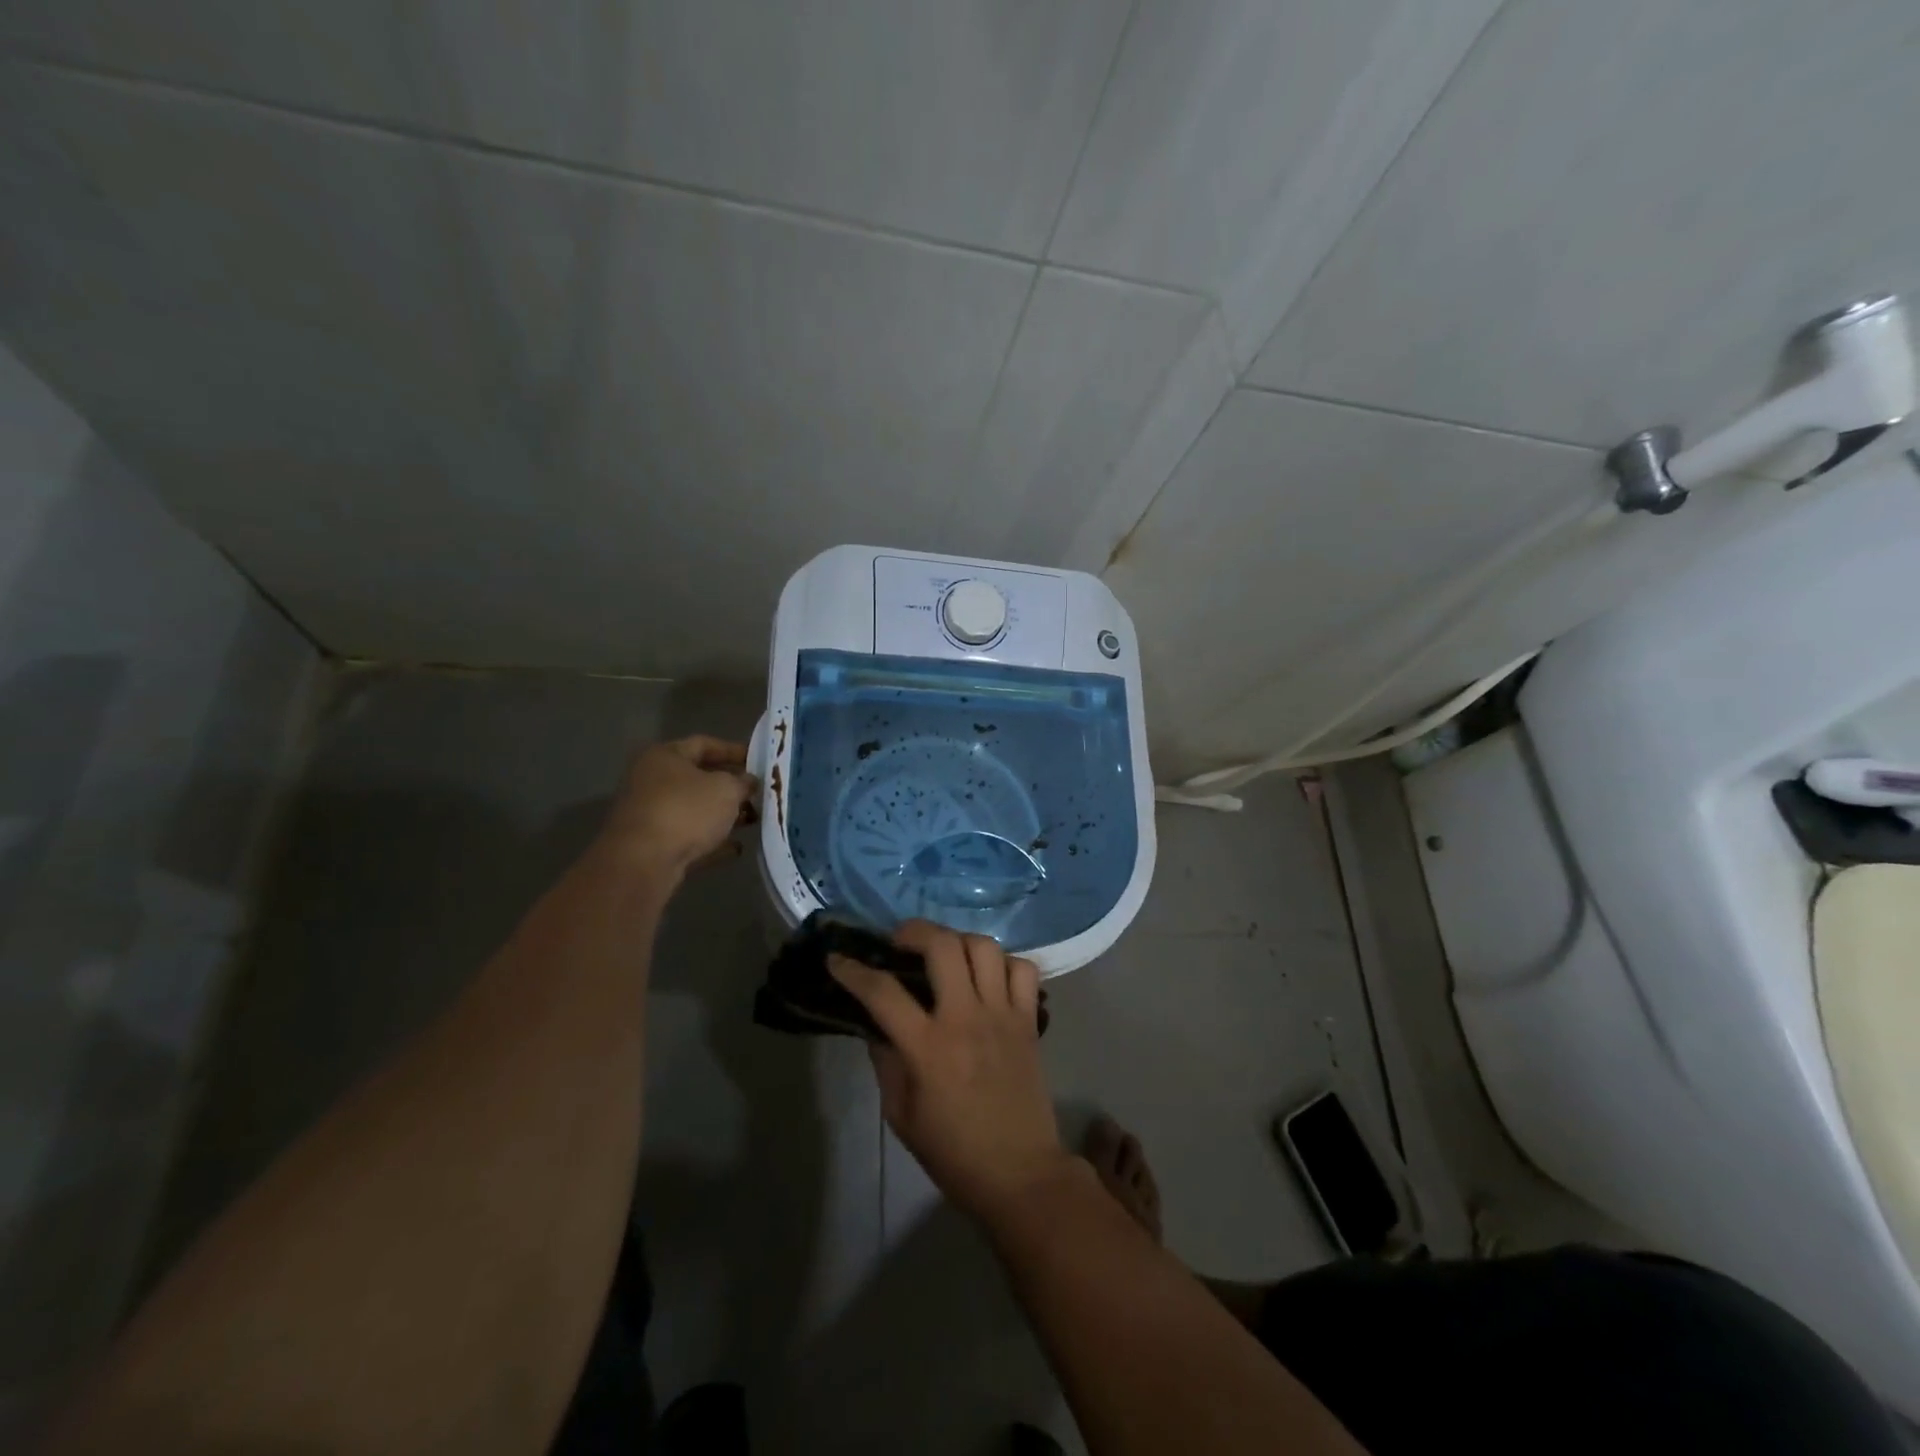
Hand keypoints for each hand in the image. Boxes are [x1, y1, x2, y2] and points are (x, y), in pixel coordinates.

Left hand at [599, 736, 754, 877]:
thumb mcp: (726, 789)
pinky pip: (688, 837)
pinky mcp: (651, 846)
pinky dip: (711, 840)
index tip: (758, 760)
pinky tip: (736, 848)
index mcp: (664, 756)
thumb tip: (748, 781)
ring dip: (723, 815)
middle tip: (758, 793)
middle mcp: (651, 781)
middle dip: (731, 786)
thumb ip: (742, 782)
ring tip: (753, 820)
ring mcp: (649, 815)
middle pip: (698, 778)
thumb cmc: (686, 811)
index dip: (733, 750)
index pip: (704, 744)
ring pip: (694, 810)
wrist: (643, 862)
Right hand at [830, 921, 1072, 1224]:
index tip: (837, 958)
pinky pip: (1023, 969)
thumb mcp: (901, 1115)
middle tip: (900, 941)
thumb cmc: (953, 1152)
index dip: (853, 970)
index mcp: (929, 1048)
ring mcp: (1003, 1015)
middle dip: (914, 931)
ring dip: (959, 941)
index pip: (883, 993)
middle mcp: (967, 1019)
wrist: (1019, 1173)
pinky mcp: (1029, 1020)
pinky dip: (1004, 962)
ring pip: (985, 947)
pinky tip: (987, 976)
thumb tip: (876, 1024)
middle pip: (943, 946)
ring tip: (945, 954)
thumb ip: (886, 1062)